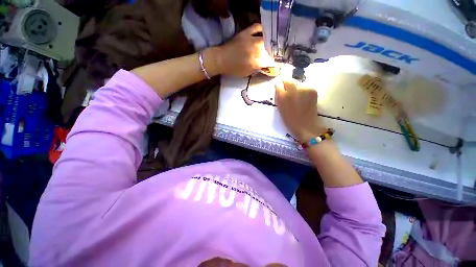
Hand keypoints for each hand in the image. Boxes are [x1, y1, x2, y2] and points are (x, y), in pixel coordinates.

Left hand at [215, 23, 275, 76]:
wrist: (221, 60)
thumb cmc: (233, 69)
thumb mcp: (246, 74)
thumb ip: (257, 69)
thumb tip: (264, 65)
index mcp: (256, 62)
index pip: (270, 61)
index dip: (275, 63)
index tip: (278, 63)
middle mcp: (256, 50)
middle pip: (270, 49)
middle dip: (273, 53)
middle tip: (273, 54)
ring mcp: (251, 40)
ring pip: (266, 39)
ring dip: (269, 42)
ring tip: (271, 44)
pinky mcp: (245, 32)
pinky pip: (257, 27)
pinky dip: (261, 29)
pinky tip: (263, 32)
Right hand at [275, 79, 325, 141]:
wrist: (306, 125)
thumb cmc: (290, 120)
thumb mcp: (280, 109)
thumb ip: (278, 97)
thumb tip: (278, 88)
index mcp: (283, 96)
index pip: (278, 85)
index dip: (279, 88)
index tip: (280, 91)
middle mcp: (293, 90)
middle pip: (288, 80)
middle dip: (287, 85)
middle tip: (289, 92)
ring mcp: (304, 89)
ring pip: (297, 84)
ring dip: (296, 88)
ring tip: (298, 98)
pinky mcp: (312, 90)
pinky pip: (305, 87)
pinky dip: (304, 91)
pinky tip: (304, 99)